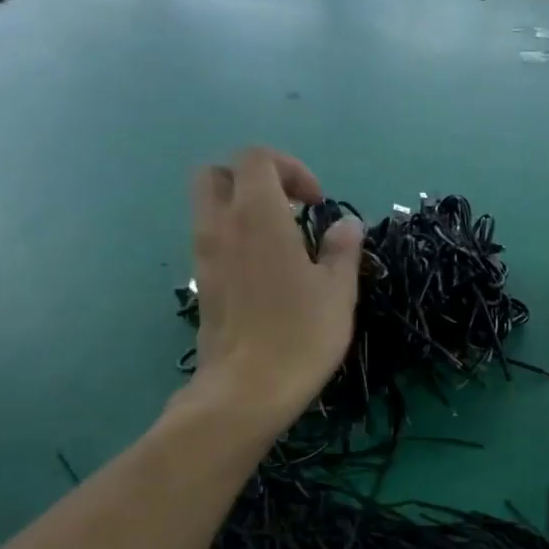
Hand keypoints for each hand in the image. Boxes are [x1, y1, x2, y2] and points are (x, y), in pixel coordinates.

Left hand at [184, 147, 362, 435]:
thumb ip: (342, 250)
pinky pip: (212, 240)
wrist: (246, 390)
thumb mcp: (338, 292)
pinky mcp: (202, 285)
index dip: (290, 169)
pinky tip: (267, 273)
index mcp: (258, 216)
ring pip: (210, 207)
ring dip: (243, 210)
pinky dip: (235, 239)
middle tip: (290, 209)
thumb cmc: (301, 335)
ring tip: (283, 244)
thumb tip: (347, 226)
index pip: (257, 158)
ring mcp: (204, 256)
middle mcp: (221, 226)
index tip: (317, 203)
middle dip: (254, 180)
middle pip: (218, 174)